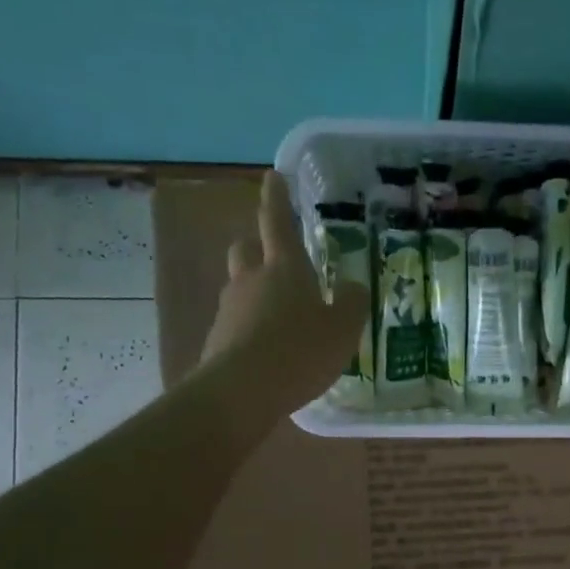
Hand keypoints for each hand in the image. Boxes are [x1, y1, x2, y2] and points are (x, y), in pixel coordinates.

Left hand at [199, 169, 370, 414]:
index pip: (277, 221)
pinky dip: (249, 328)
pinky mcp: (217, 340)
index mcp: (284, 268)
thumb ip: (351, 303)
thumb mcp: (342, 329)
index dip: (277, 198)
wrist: (241, 392)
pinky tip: (266, 350)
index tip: (272, 176)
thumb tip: (352, 286)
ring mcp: (229, 310)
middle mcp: (251, 281)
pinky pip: (235, 323)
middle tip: (273, 257)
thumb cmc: (299, 351)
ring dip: (254, 291)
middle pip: (245, 250)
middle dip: (256, 247)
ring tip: (278, 316)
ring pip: (239, 287)